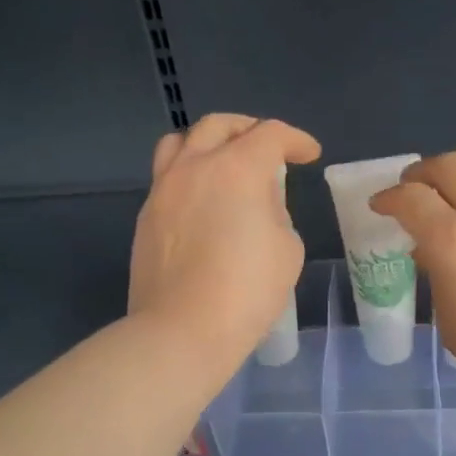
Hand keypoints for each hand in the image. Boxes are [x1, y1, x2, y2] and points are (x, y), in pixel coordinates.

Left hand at [129, 113, 321, 374]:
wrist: (182, 330)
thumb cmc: (246, 290)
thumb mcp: (287, 248)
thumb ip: (276, 212)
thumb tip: (257, 205)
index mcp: (237, 168)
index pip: (271, 134)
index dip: (296, 140)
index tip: (309, 155)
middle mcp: (195, 166)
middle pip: (220, 125)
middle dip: (250, 129)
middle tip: (268, 149)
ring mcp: (163, 189)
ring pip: (181, 142)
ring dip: (208, 142)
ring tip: (223, 162)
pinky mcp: (146, 216)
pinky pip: (167, 177)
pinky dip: (189, 175)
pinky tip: (202, 201)